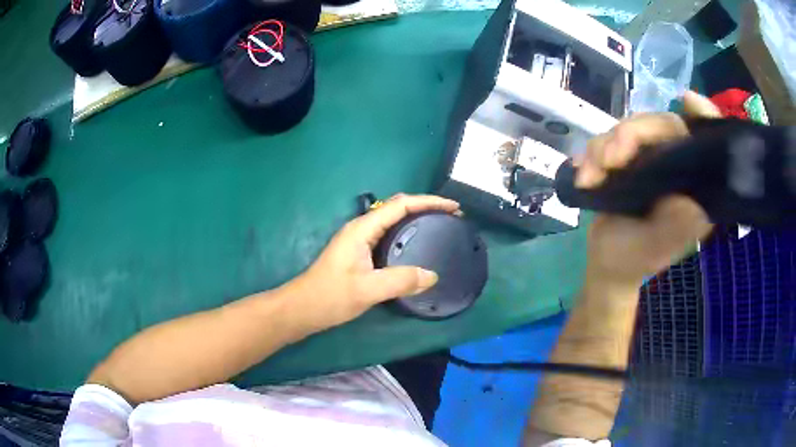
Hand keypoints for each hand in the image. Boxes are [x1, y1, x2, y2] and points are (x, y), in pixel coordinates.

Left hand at [290, 194, 459, 330]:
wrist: (302, 309)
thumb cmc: (330, 296)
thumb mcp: (367, 289)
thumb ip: (400, 280)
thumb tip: (432, 275)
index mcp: (362, 229)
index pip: (400, 205)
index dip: (428, 202)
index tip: (453, 208)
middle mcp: (361, 229)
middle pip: (397, 208)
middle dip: (425, 207)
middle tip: (451, 217)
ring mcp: (359, 241)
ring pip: (393, 221)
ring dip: (416, 220)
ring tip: (439, 227)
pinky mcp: (359, 253)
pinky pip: (388, 236)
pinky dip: (407, 235)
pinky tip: (417, 248)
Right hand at [574, 92, 721, 286]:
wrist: (605, 262)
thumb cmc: (633, 261)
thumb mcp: (653, 250)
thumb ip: (673, 227)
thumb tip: (691, 200)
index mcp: (694, 188)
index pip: (704, 144)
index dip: (702, 118)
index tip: (688, 101)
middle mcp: (678, 167)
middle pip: (661, 126)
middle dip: (631, 135)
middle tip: (608, 160)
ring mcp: (653, 160)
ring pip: (632, 129)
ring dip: (604, 147)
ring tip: (589, 178)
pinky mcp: (630, 159)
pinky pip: (610, 139)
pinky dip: (593, 154)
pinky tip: (583, 176)